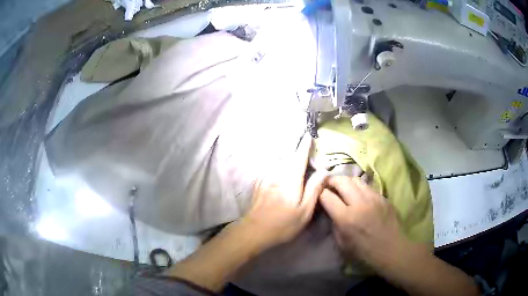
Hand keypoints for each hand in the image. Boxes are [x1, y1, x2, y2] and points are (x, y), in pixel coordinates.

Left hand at [239, 134, 327, 250]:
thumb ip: (314, 189)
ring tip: (295, 159)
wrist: (253, 231)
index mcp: (290, 179)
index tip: (309, 135)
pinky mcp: (258, 184)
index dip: (305, 146)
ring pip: (279, 163)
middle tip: (306, 148)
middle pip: (288, 158)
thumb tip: (324, 171)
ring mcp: (265, 178)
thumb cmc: (283, 224)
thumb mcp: (304, 211)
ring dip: (287, 158)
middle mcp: (276, 174)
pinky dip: (278, 165)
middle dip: (297, 151)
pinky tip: (280, 171)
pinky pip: (271, 169)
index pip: (299, 157)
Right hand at [319, 176, 407, 269]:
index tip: (318, 195)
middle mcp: (359, 203)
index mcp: (346, 218)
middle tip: (328, 184)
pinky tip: (358, 193)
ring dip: (346, 181)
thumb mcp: (342, 244)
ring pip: (355, 179)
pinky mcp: (382, 197)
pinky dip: (359, 187)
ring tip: (343, 186)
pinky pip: (367, 186)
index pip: (327, 196)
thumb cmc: (365, 252)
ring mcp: (373, 197)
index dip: (320, 194)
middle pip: (341, 181)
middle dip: (331, 181)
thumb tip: (332, 211)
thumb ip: (335, 225)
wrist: (392, 249)